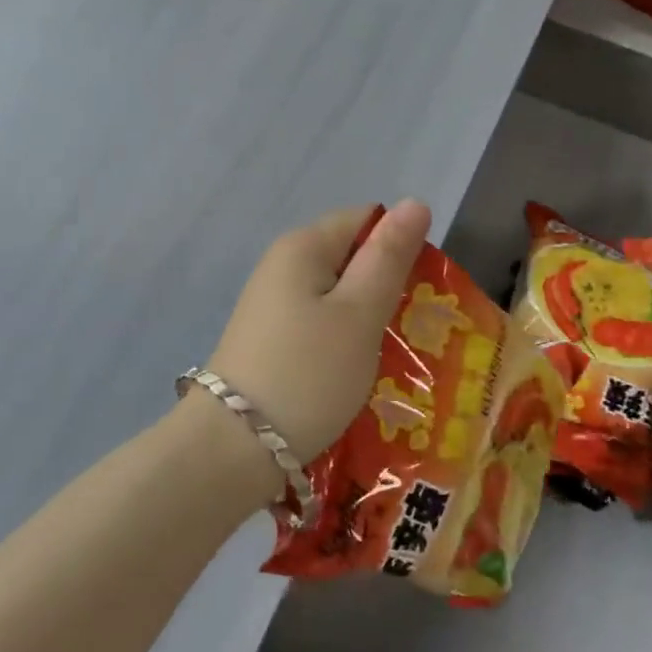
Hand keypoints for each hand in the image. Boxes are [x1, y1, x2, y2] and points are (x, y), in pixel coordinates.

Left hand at [207, 200, 430, 466]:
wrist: (232, 449)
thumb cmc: (308, 373)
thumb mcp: (360, 314)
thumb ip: (388, 257)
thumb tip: (414, 202)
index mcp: (303, 246)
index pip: (365, 220)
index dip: (399, 247)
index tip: (419, 291)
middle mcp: (282, 266)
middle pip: (350, 258)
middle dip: (385, 288)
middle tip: (413, 330)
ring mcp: (271, 306)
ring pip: (337, 297)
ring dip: (367, 321)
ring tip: (391, 357)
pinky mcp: (269, 341)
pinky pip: (319, 326)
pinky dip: (342, 343)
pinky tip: (355, 374)